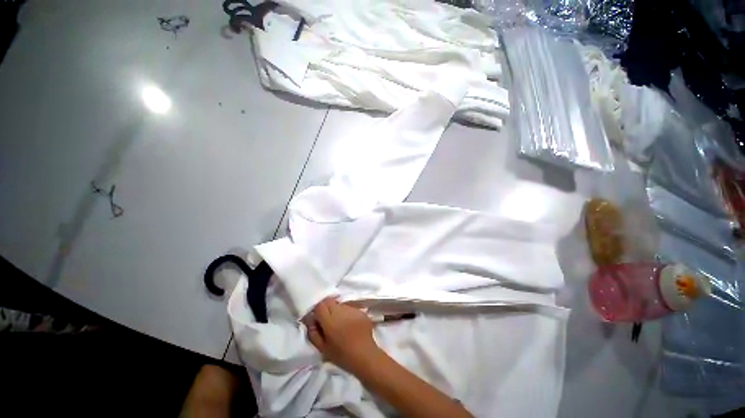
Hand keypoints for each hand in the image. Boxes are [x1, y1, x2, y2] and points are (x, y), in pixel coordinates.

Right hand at [307, 298, 380, 374]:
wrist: (365, 355)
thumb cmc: (342, 356)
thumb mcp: (323, 349)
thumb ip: (313, 333)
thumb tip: (310, 320)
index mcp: (330, 321)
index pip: (320, 306)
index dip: (317, 311)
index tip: (318, 319)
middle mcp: (341, 311)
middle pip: (329, 301)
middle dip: (325, 307)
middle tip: (327, 319)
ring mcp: (352, 309)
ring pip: (339, 303)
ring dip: (336, 309)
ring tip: (339, 321)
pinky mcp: (360, 310)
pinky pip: (349, 307)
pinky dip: (346, 312)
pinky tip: (348, 323)